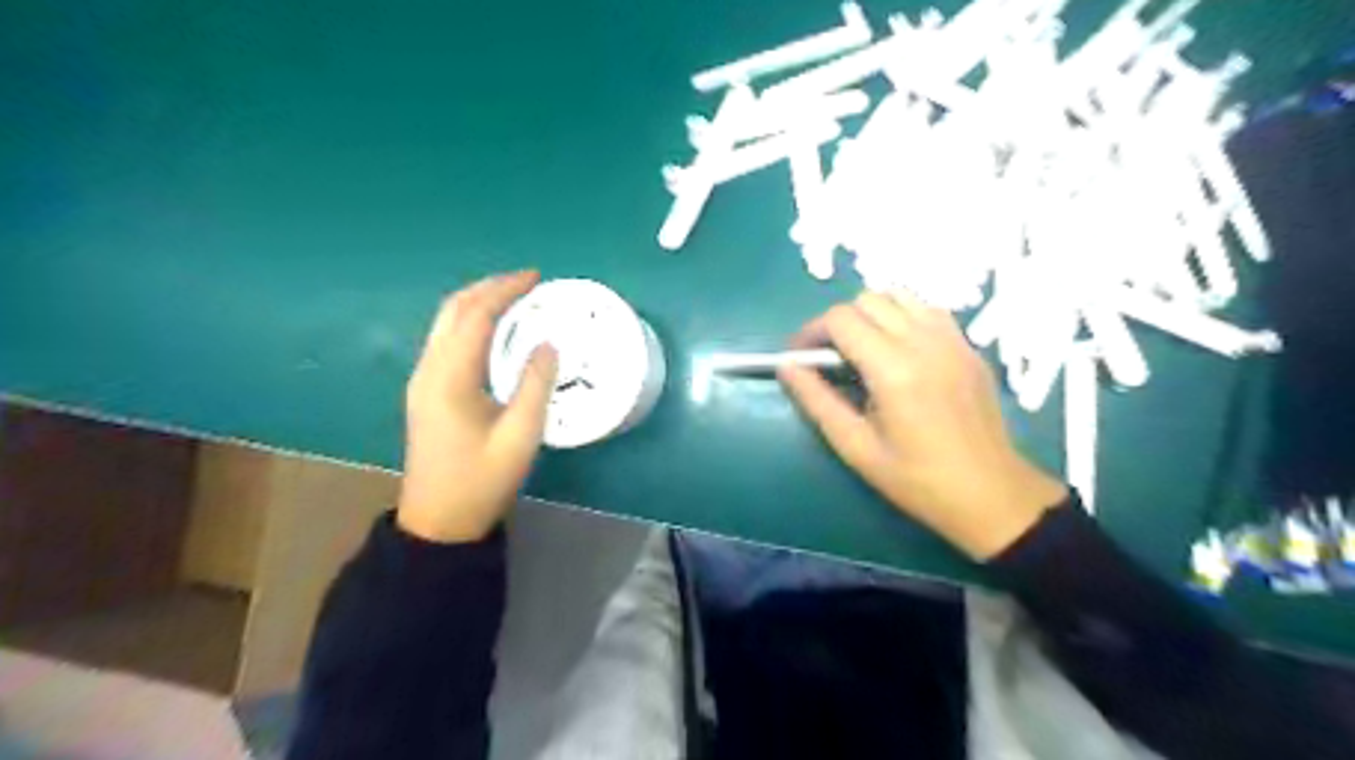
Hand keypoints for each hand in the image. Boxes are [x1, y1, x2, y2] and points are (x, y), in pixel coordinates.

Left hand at [397, 270, 560, 544]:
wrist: (438, 522)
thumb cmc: (482, 481)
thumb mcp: (520, 436)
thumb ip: (534, 385)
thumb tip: (548, 344)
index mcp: (449, 378)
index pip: (475, 316)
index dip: (504, 290)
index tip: (536, 278)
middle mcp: (428, 370)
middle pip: (453, 311)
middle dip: (488, 288)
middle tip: (527, 282)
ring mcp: (422, 380)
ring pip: (445, 324)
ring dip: (478, 303)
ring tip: (515, 299)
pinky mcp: (426, 392)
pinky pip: (446, 341)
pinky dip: (471, 324)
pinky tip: (495, 332)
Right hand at [779, 290, 1064, 557]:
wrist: (991, 494)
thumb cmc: (917, 480)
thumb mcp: (856, 447)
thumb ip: (817, 401)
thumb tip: (787, 366)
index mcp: (893, 369)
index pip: (841, 319)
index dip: (811, 331)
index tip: (799, 356)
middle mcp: (924, 342)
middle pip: (868, 300)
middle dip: (838, 322)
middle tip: (828, 357)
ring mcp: (952, 340)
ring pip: (900, 295)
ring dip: (871, 313)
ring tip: (863, 349)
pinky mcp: (969, 346)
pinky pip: (927, 310)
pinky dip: (903, 316)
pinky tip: (899, 350)